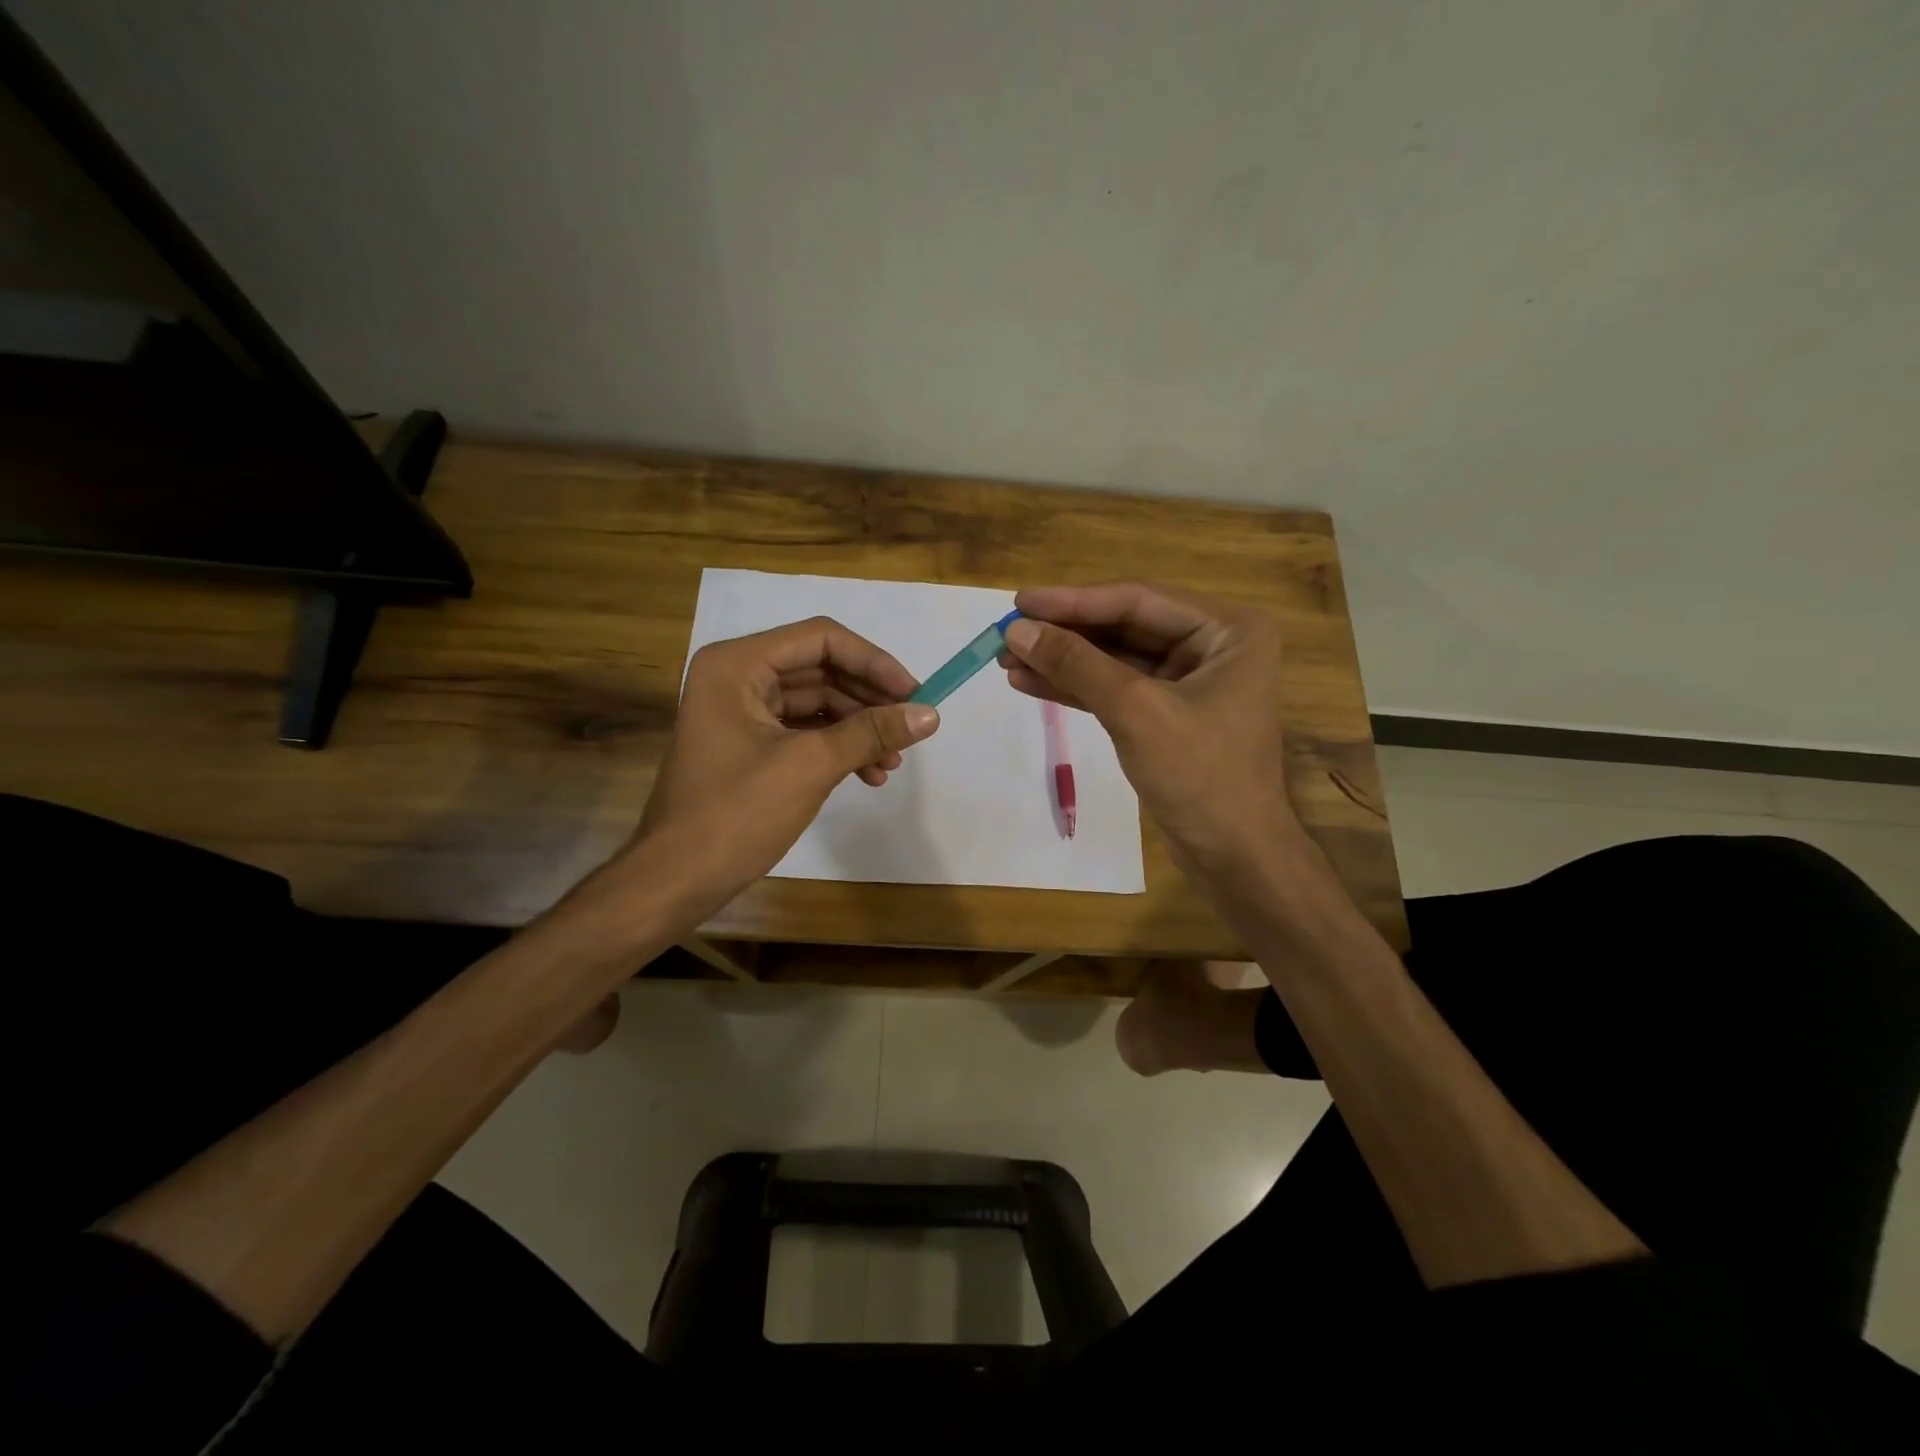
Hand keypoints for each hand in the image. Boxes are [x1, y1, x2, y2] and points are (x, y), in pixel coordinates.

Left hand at [635, 617, 939, 906]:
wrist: (677, 879)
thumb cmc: (736, 813)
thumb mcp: (810, 766)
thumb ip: (871, 732)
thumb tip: (930, 714)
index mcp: (737, 665)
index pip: (821, 640)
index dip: (874, 662)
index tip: (915, 693)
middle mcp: (737, 677)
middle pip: (821, 669)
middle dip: (869, 699)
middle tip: (910, 726)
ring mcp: (741, 711)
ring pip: (817, 703)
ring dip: (858, 728)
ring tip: (893, 761)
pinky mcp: (749, 744)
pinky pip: (804, 731)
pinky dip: (838, 747)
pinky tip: (869, 774)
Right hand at [999, 583, 1295, 873]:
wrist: (1234, 855)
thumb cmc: (1201, 776)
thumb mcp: (1136, 711)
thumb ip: (1077, 665)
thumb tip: (1018, 631)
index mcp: (1228, 629)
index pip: (1137, 601)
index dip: (1074, 602)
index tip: (1019, 602)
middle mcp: (1212, 644)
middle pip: (1124, 627)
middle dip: (1065, 633)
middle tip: (1008, 633)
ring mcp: (1189, 680)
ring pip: (1114, 659)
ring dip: (1062, 660)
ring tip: (1007, 659)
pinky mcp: (1166, 713)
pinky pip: (1115, 689)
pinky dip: (1075, 687)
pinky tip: (1031, 682)